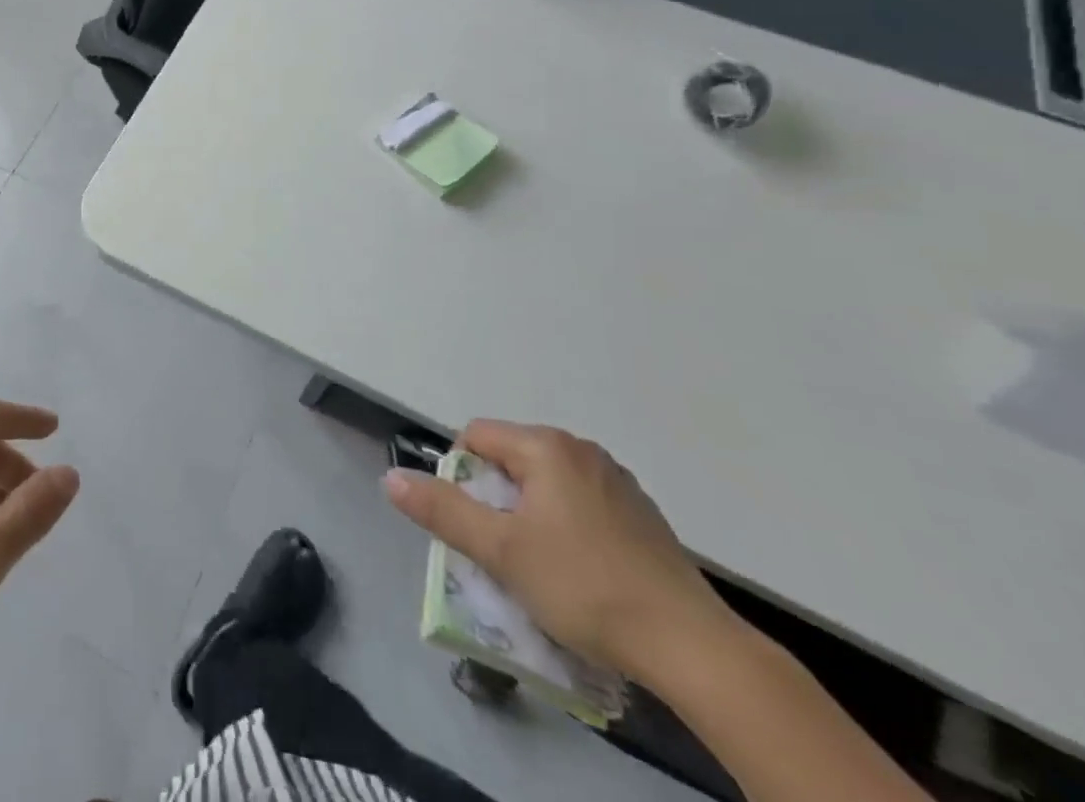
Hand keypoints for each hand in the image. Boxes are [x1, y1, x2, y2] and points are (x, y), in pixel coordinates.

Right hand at [384, 419, 730, 674]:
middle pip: (512, 459)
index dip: (460, 476)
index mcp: (546, 446)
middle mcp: (581, 449)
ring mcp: (617, 481)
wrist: (693, 647)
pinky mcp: (642, 515)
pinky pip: (582, 504)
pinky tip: (581, 574)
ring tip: (538, 566)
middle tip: (499, 550)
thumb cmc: (584, 587)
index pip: (477, 436)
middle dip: (495, 499)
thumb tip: (390, 478)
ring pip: (547, 483)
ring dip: (530, 514)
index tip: (471, 524)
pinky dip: (566, 527)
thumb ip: (443, 510)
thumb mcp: (500, 551)